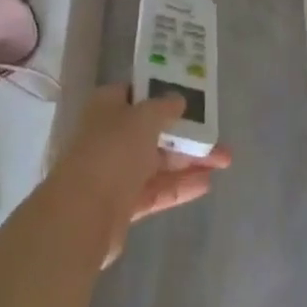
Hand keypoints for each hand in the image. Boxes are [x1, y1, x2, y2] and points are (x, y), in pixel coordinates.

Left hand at [53, 84, 230, 262]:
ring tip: (225, 161)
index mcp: (107, 107)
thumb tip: (178, 99)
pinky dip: (180, 186)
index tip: (192, 97)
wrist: (82, 214)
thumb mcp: (143, 118)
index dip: (163, 92)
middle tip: (218, 137)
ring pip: (158, 162)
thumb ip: (164, 108)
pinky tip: (207, 184)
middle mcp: (110, 135)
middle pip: (153, 130)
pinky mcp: (123, 204)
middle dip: (186, 133)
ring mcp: (116, 171)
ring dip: (190, 161)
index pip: (137, 93)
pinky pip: (157, 189)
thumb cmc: (112, 152)